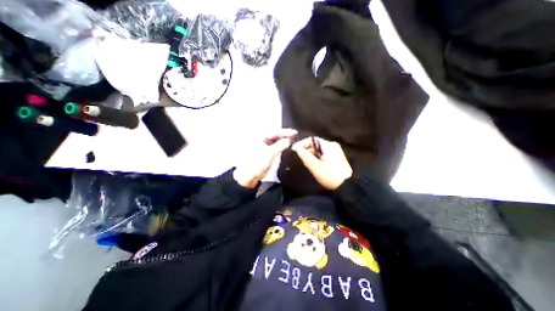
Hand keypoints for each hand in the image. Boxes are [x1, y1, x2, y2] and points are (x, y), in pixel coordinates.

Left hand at [232, 129, 296, 189]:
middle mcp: (260, 139)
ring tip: (292, 140)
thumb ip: (280, 145)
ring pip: (275, 140)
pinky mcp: (265, 152)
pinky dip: (280, 145)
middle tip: (295, 136)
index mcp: (259, 137)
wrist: (249, 177)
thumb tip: (289, 140)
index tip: (294, 132)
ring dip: (283, 140)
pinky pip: (274, 146)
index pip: (274, 131)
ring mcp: (263, 145)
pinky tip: (286, 146)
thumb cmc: (256, 164)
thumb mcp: (269, 154)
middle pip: (275, 135)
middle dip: (284, 135)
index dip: (285, 132)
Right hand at [292, 137, 352, 190]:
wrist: (348, 186)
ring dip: (311, 154)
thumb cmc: (330, 176)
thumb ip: (305, 156)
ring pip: (319, 150)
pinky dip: (316, 157)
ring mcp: (335, 151)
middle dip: (306, 150)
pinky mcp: (336, 157)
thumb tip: (297, 149)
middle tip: (299, 158)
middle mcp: (332, 145)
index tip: (294, 150)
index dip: (301, 143)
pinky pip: (323, 154)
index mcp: (329, 145)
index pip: (312, 139)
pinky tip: (313, 164)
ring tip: (305, 162)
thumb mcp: (316, 167)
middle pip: (315, 144)